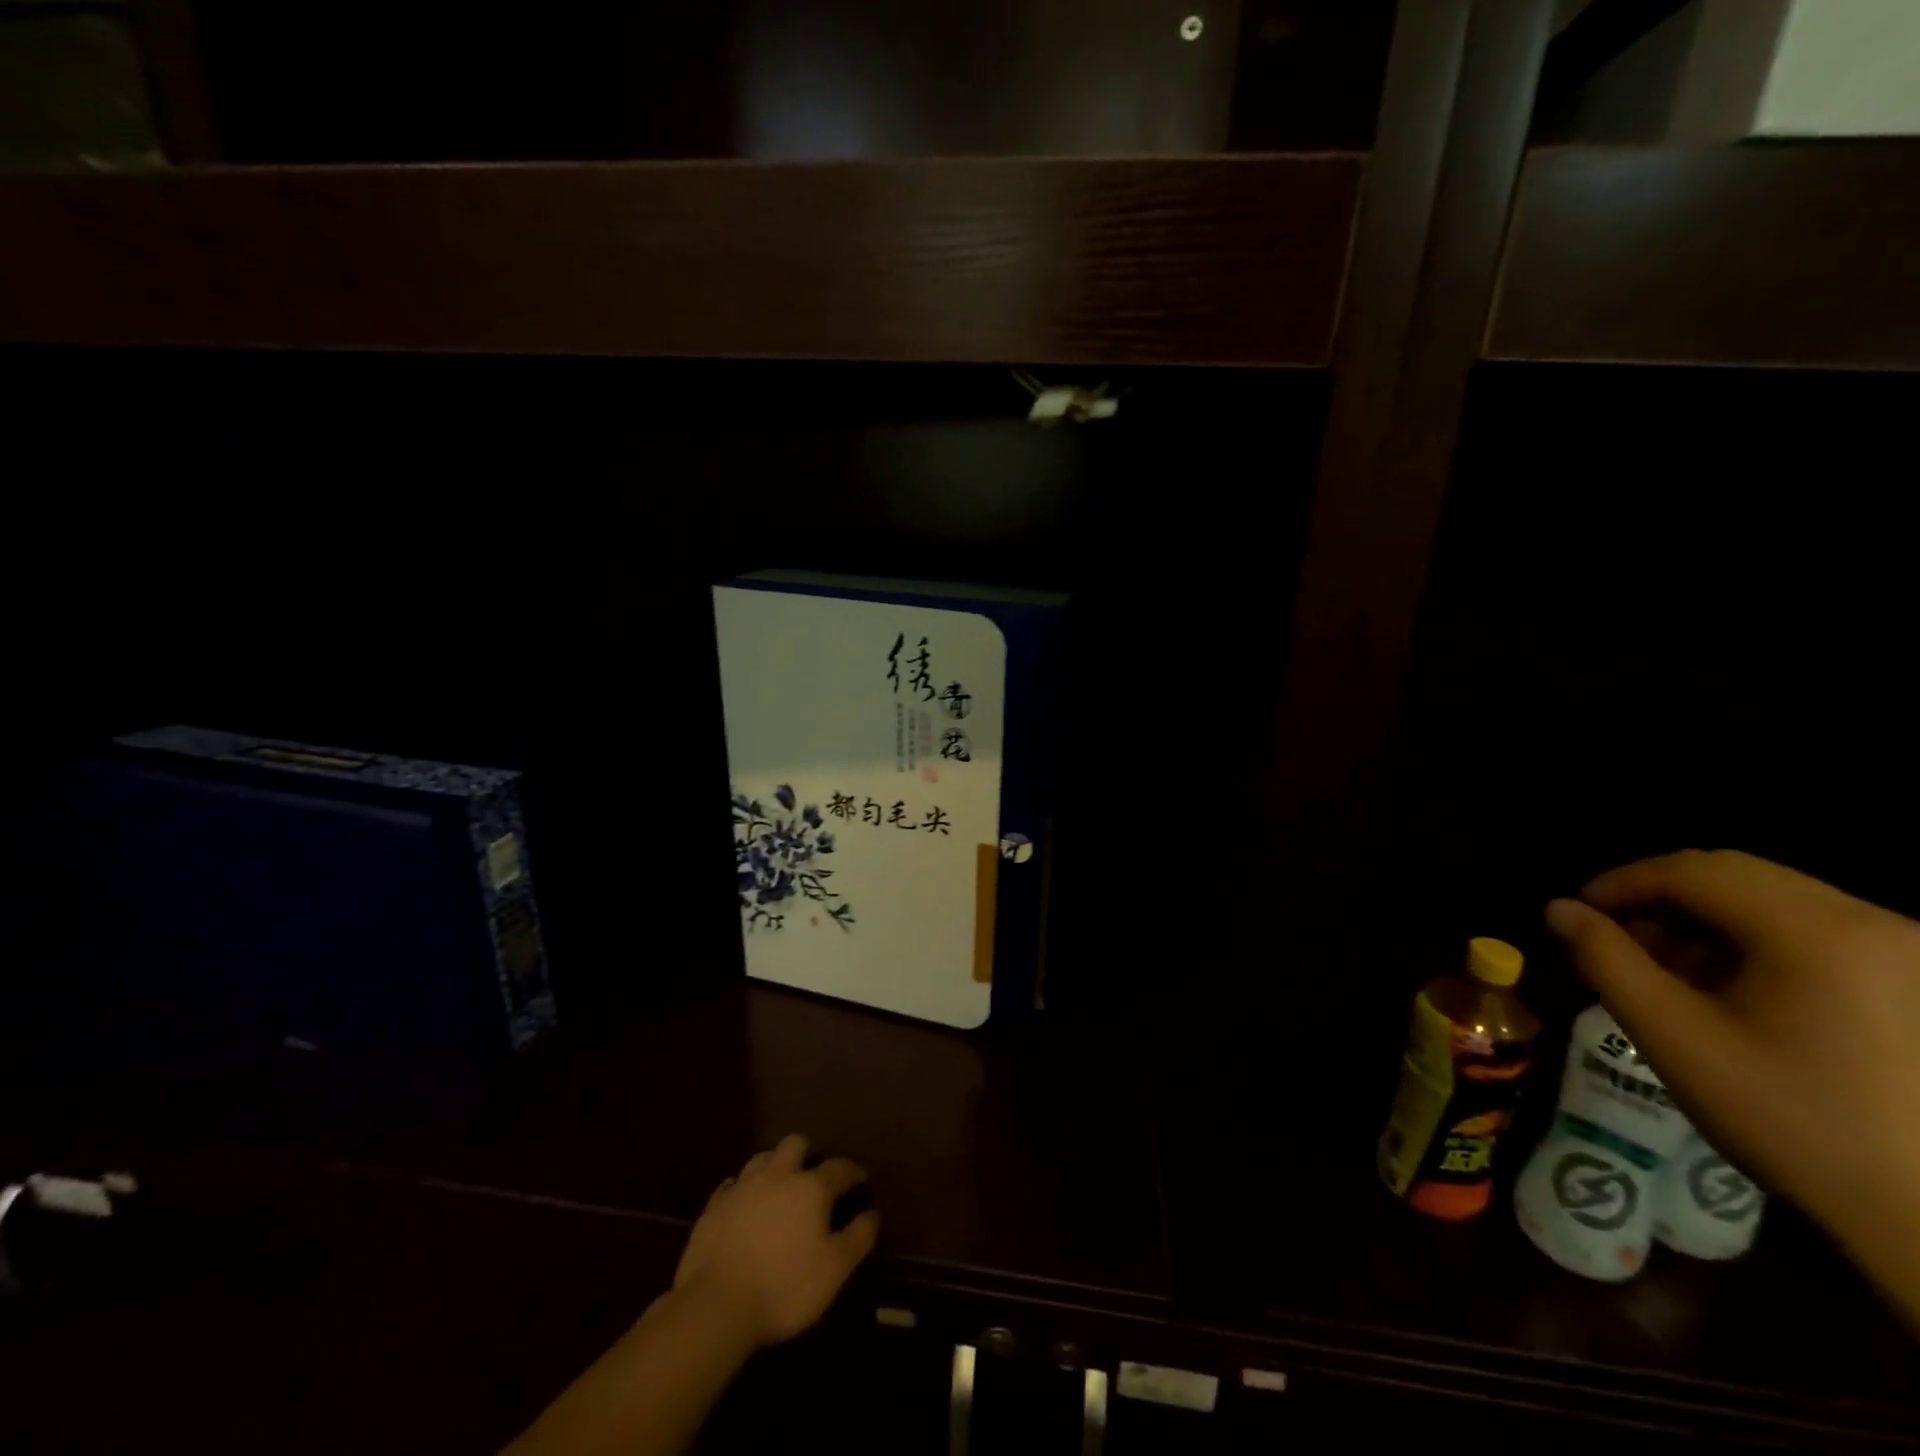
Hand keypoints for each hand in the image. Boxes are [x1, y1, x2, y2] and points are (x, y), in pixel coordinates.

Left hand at [672, 1134, 879, 1348]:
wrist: (716, 1306)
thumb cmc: (784, 1287)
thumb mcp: (834, 1270)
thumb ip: (858, 1238)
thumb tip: (873, 1214)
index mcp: (810, 1187)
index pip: (839, 1167)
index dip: (852, 1172)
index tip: (860, 1181)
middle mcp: (777, 1175)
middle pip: (795, 1144)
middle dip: (806, 1154)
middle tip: (811, 1178)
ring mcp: (742, 1187)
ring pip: (762, 1158)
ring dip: (773, 1167)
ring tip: (777, 1188)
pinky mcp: (714, 1207)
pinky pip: (731, 1186)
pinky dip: (742, 1191)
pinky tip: (743, 1206)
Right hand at [1546, 851, 1919, 1255]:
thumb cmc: (1788, 1117)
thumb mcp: (1672, 1035)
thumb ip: (1605, 959)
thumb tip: (1559, 910)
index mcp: (1817, 930)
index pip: (1691, 870)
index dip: (1620, 883)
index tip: (1578, 915)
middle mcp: (1875, 922)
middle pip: (1734, 875)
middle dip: (1660, 900)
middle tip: (1616, 941)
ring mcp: (1905, 950)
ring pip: (1772, 899)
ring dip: (1704, 921)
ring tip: (1668, 970)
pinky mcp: (1916, 977)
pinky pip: (1813, 929)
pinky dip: (1752, 941)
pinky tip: (1728, 988)